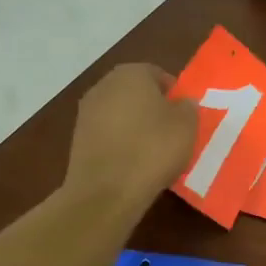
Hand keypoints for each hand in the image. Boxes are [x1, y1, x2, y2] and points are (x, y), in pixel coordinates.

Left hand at [64, 64, 198, 208]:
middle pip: (135, 91)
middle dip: (152, 107)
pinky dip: (120, 142)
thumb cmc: (153, 149)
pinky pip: (107, 133)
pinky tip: (133, 161)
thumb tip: (182, 103)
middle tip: (171, 130)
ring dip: (135, 125)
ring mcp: (86, 112)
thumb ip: (188, 107)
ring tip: (153, 149)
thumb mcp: (187, 126)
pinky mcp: (77, 138)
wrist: (106, 191)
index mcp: (131, 74)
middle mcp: (104, 85)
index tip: (184, 114)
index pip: (157, 74)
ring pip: (120, 112)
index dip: (174, 93)